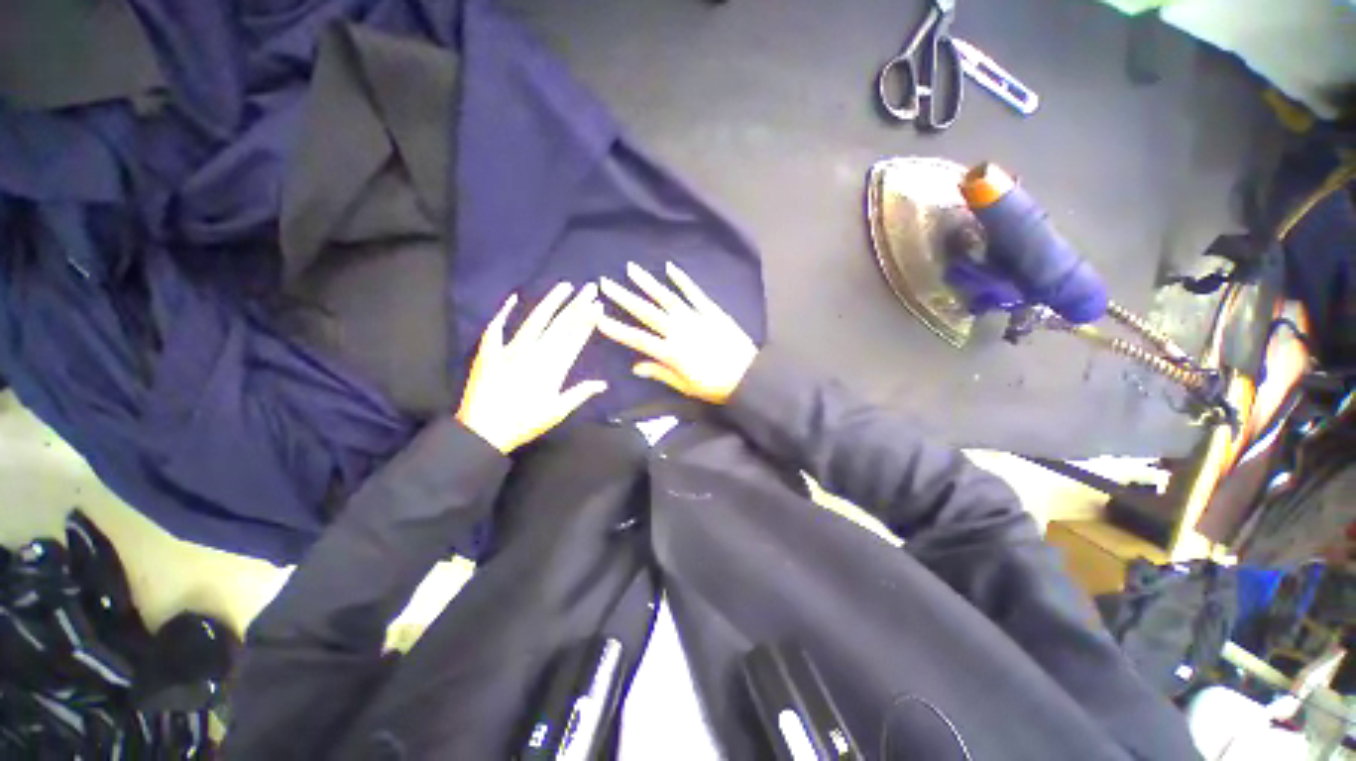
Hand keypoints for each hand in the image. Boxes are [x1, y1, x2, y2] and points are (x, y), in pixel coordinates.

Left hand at [456, 283, 607, 453]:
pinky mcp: (491, 353)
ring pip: (535, 321)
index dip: (587, 321)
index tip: (598, 306)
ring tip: (565, 286)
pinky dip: (504, 313)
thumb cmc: (523, 423)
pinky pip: (497, 329)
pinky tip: (513, 298)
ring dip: (551, 302)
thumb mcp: (557, 411)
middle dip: (577, 306)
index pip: (574, 338)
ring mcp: (511, 350)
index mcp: (553, 367)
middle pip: (559, 325)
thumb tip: (603, 384)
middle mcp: (535, 353)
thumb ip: (579, 394)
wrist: (483, 431)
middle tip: (590, 288)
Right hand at [598, 262, 757, 404]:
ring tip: (631, 269)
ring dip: (647, 283)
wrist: (749, 376)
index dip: (617, 329)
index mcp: (671, 352)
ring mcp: (695, 318)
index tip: (598, 317)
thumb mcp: (685, 386)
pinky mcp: (711, 311)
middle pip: (647, 312)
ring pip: (667, 297)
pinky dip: (682, 280)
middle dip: (624, 297)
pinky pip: (694, 293)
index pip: (638, 339)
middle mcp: (679, 331)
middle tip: (605, 283)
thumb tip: (635, 366)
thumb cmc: (715, 386)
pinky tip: (670, 268)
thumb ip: (660, 373)